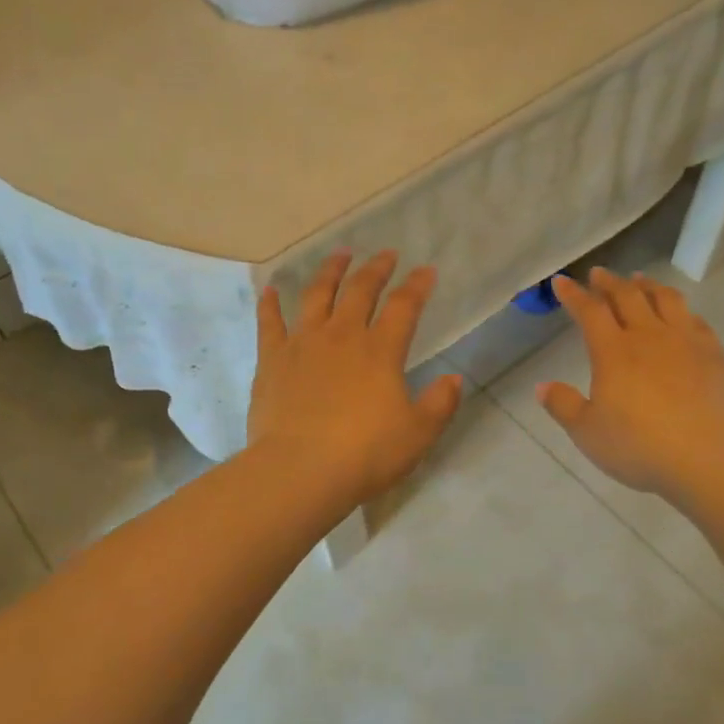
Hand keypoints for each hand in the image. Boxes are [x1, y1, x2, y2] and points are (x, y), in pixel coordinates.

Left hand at [249, 252, 463, 505]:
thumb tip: (454, 379)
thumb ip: (439, 404)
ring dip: (330, 271)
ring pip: (316, 295)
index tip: (425, 271)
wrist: (300, 470)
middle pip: (360, 290)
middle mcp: (342, 336)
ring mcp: (303, 344)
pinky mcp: (272, 360)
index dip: (417, 286)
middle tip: (386, 254)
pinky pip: (269, 323)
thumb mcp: (417, 434)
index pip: (404, 306)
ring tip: (339, 254)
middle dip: (376, 269)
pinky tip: (269, 290)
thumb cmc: (365, 453)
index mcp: (380, 350)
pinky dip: (269, 304)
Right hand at [538, 269, 723, 504]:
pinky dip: (681, 310)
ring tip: (639, 280)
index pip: (589, 311)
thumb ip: (563, 406)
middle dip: (609, 282)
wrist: (708, 459)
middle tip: (599, 274)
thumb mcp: (588, 433)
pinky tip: (680, 314)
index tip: (561, 281)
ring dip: (647, 286)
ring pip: (665, 299)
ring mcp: (686, 342)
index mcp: (613, 351)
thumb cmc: (639, 447)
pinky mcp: (714, 355)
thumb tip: (542, 386)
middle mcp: (649, 336)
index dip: (573, 294)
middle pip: (627, 296)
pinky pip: (696, 320)